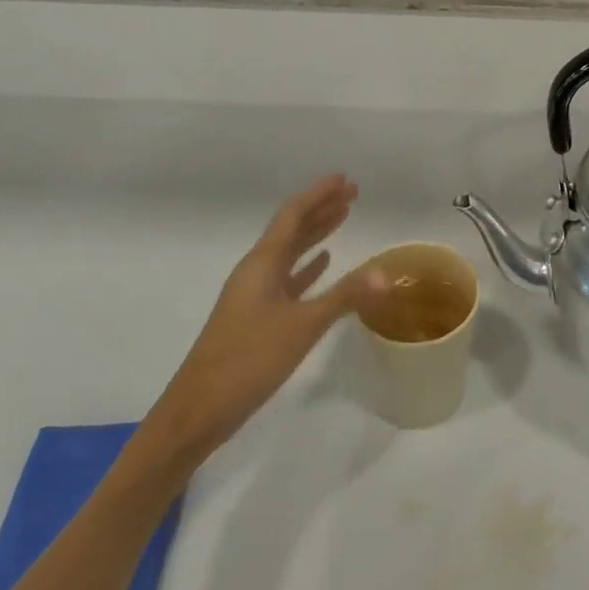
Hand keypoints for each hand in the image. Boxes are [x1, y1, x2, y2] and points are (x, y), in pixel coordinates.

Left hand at [133, 175, 385, 481]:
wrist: (200, 410)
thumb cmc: (249, 360)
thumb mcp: (302, 326)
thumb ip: (345, 297)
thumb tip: (388, 273)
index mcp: (262, 263)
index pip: (293, 215)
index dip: (319, 195)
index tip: (345, 179)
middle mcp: (256, 271)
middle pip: (291, 229)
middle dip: (321, 209)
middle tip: (351, 193)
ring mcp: (254, 295)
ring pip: (289, 253)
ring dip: (315, 234)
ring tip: (342, 217)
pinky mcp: (256, 318)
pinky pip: (287, 279)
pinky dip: (306, 267)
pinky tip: (322, 263)